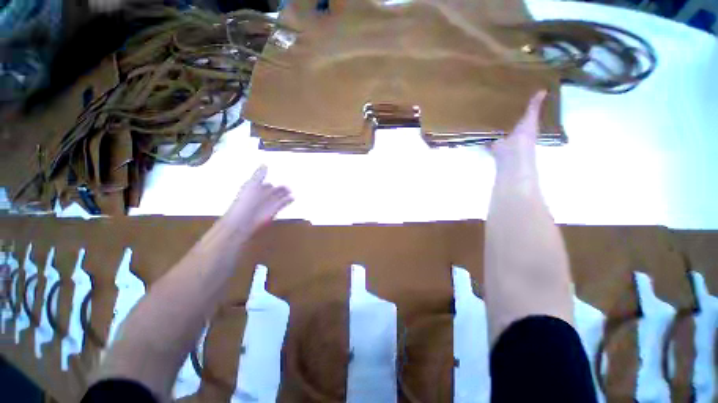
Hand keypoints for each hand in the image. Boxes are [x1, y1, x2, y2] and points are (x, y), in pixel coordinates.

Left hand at [219, 166, 292, 241]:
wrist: (244, 219)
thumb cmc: (246, 200)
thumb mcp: (252, 184)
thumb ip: (259, 174)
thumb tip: (264, 163)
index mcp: (255, 189)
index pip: (265, 185)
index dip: (270, 184)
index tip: (276, 181)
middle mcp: (263, 196)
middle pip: (274, 191)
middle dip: (280, 189)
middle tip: (288, 187)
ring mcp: (269, 203)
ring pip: (279, 197)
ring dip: (285, 194)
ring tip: (291, 191)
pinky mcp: (274, 210)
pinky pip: (283, 204)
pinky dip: (288, 201)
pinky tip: (293, 198)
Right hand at [488, 90, 546, 174]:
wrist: (511, 154)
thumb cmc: (523, 137)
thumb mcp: (530, 119)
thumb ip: (533, 107)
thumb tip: (543, 89)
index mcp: (526, 127)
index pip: (524, 116)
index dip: (521, 108)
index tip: (515, 97)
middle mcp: (514, 134)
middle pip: (510, 123)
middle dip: (505, 116)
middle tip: (498, 103)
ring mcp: (502, 141)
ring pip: (498, 131)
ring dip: (494, 126)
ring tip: (485, 113)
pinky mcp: (491, 145)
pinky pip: (487, 138)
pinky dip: (482, 136)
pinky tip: (476, 128)